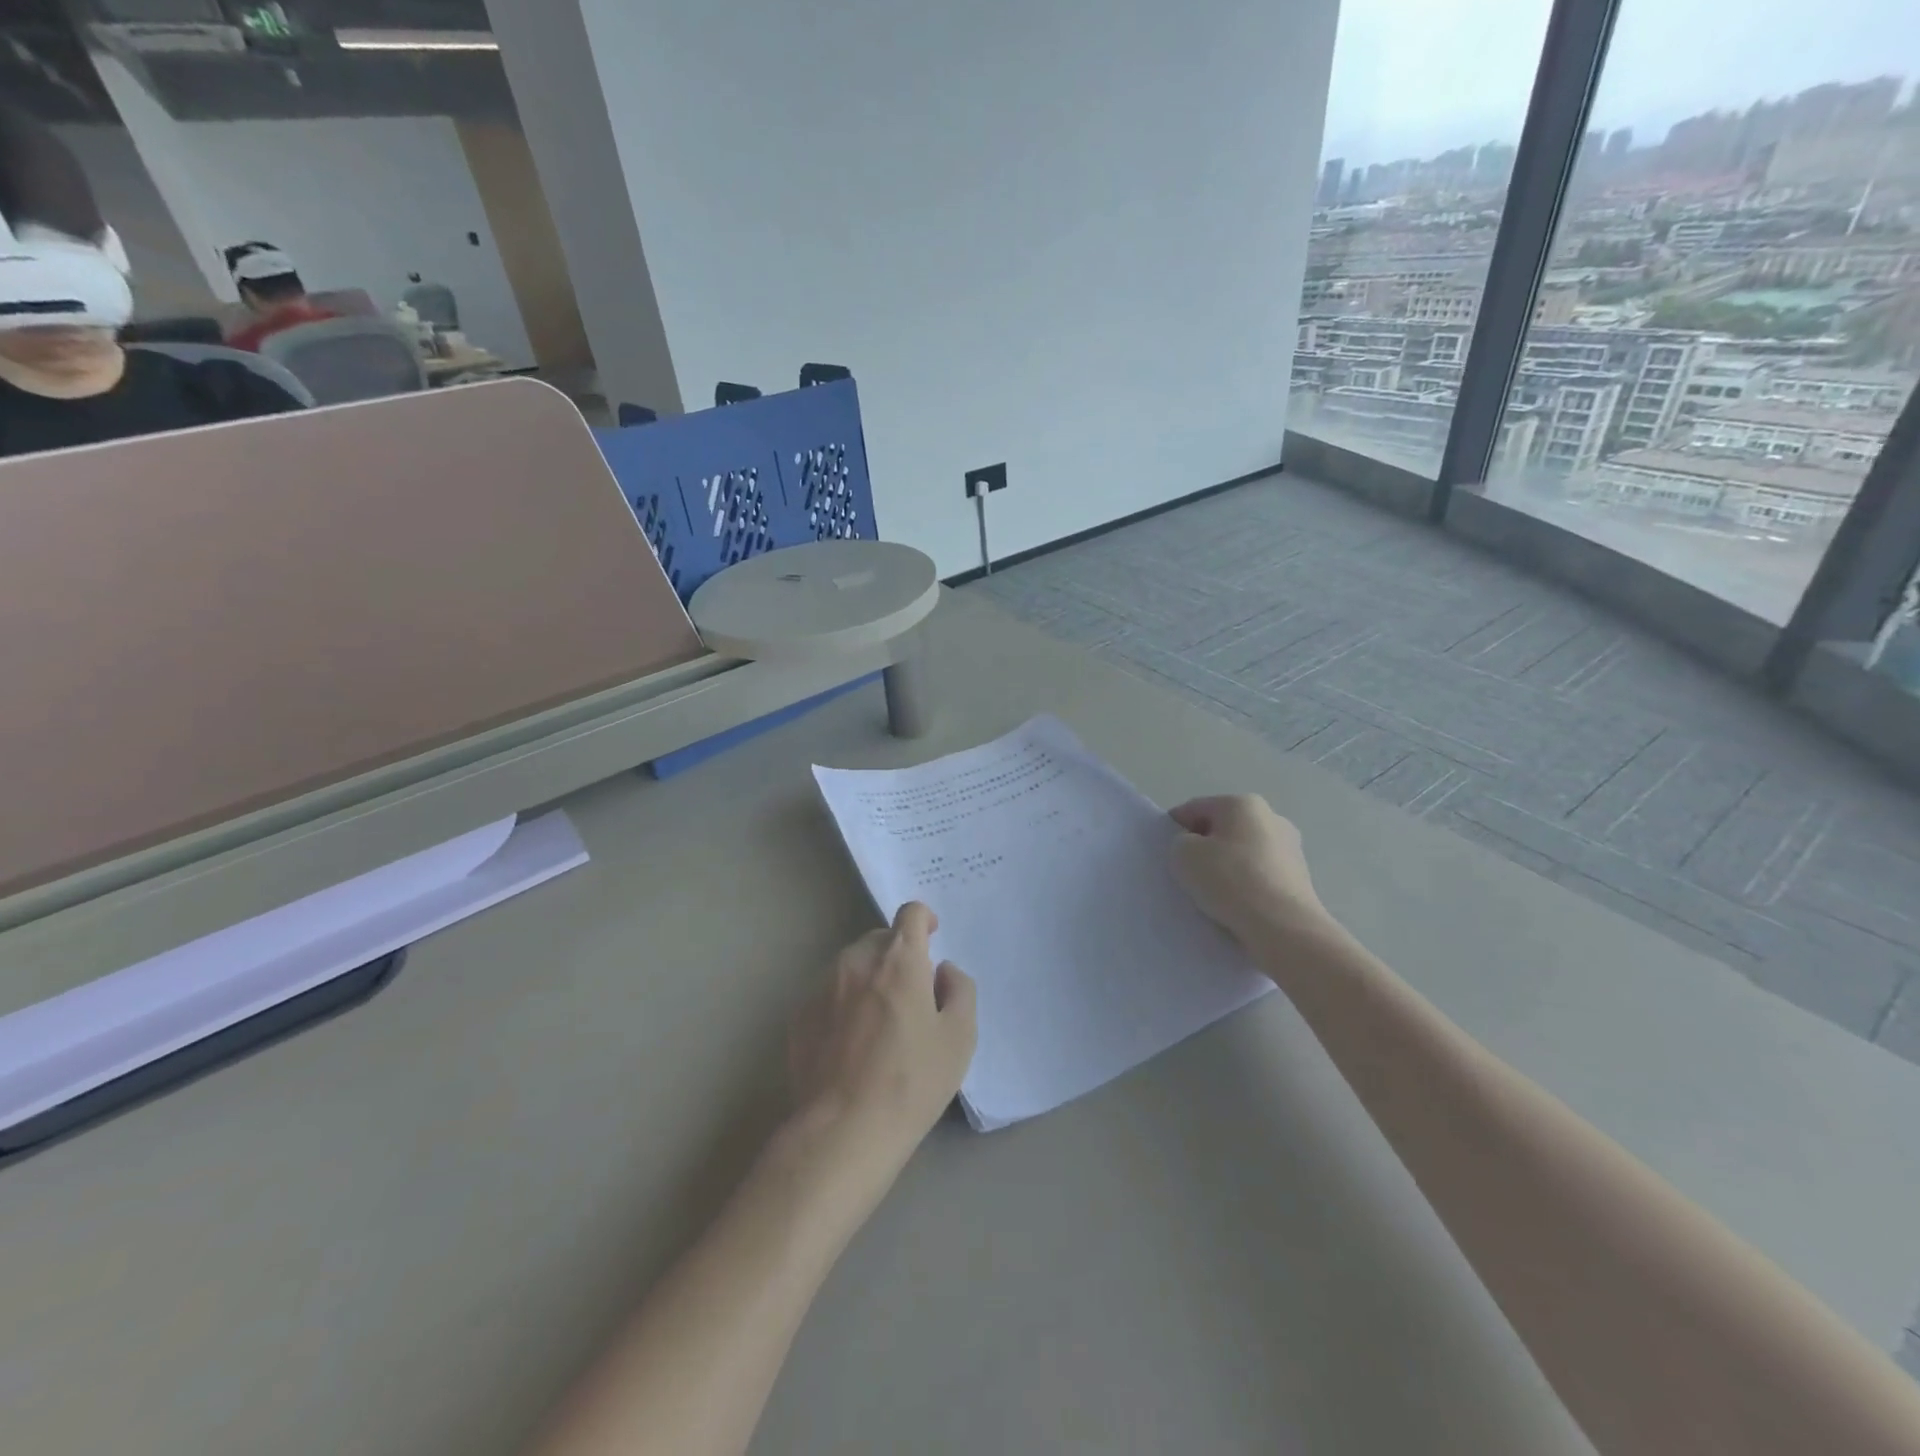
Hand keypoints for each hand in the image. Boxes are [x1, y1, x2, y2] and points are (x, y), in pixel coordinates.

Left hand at [787, 903, 976, 1187]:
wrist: (843, 1129)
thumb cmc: (911, 1081)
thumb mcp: (959, 1037)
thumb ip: (959, 990)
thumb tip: (943, 971)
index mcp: (899, 960)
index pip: (910, 913)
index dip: (923, 920)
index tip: (931, 938)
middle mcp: (856, 960)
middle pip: (880, 939)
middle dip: (898, 955)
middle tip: (911, 994)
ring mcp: (822, 986)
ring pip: (852, 965)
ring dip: (869, 977)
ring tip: (880, 1023)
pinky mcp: (800, 1014)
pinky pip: (829, 993)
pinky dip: (843, 1003)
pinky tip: (851, 1044)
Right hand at [1170, 795, 1338, 951]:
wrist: (1284, 927)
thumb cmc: (1230, 880)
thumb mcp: (1183, 855)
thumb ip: (1181, 842)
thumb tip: (1196, 848)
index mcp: (1243, 803)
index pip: (1195, 808)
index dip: (1174, 828)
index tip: (1166, 854)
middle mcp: (1272, 818)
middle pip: (1223, 829)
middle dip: (1204, 847)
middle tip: (1187, 874)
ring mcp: (1291, 848)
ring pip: (1243, 852)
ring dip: (1226, 867)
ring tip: (1212, 894)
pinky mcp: (1300, 878)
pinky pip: (1260, 875)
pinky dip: (1245, 885)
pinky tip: (1236, 905)